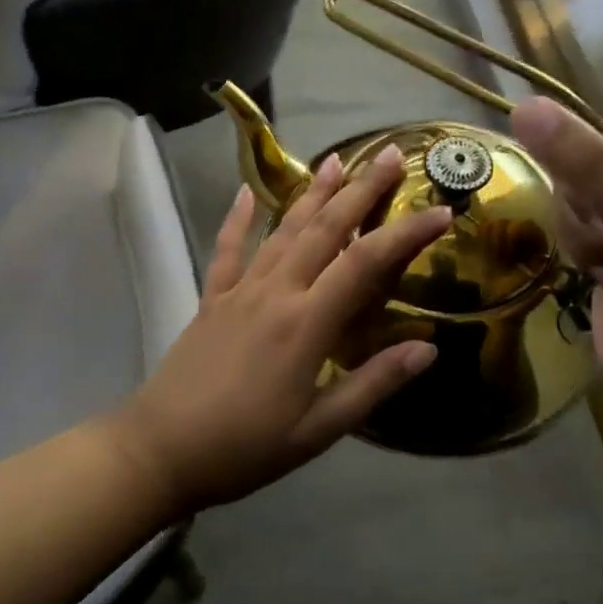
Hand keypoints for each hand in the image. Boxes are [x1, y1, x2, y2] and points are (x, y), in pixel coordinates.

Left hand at [104, 146, 452, 514]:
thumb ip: (373, 385)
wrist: (161, 449)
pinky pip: (227, 248)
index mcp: (307, 323)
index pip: (367, 263)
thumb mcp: (318, 430)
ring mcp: (239, 290)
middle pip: (325, 229)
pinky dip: (237, 218)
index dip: (407, 233)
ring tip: (336, 159)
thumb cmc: (245, 446)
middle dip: (361, 189)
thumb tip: (428, 349)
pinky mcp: (211, 298)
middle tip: (391, 154)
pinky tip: (245, 191)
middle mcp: (275, 292)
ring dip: (312, 192)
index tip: (441, 211)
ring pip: (282, 229)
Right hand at [511, 98, 602, 407]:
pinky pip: (566, 226)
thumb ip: (587, 164)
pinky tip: (599, 274)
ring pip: (566, 197)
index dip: (581, 159)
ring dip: (578, 232)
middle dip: (582, 205)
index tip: (589, 198)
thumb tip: (523, 106)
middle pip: (579, 164)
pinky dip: (576, 251)